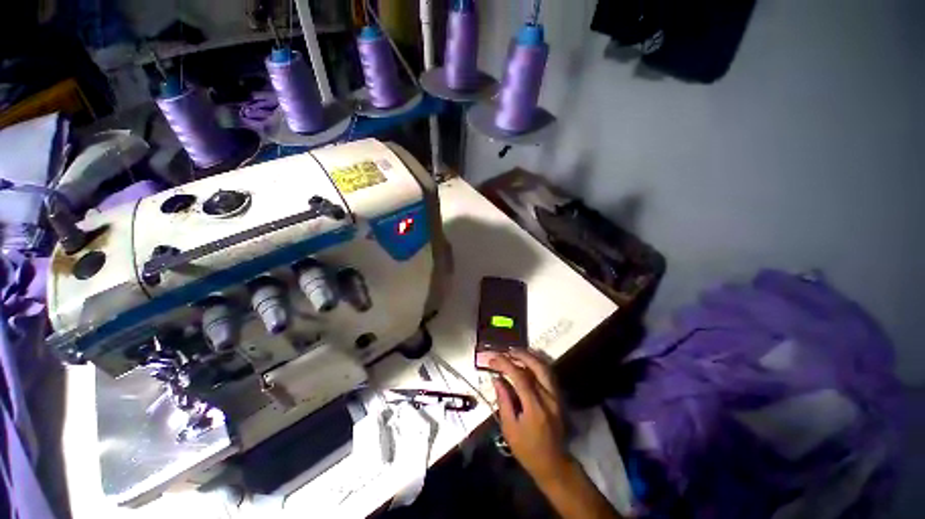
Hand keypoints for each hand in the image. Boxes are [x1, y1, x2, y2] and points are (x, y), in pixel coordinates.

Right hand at [487, 349, 570, 483]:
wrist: (553, 464)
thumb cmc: (527, 450)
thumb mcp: (510, 429)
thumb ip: (504, 401)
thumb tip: (497, 379)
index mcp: (535, 408)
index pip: (520, 377)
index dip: (505, 364)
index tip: (493, 359)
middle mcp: (549, 398)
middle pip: (537, 367)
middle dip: (520, 355)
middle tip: (506, 351)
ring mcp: (556, 397)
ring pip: (545, 368)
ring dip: (530, 357)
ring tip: (515, 352)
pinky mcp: (558, 397)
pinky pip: (547, 374)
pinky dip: (536, 364)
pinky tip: (526, 362)